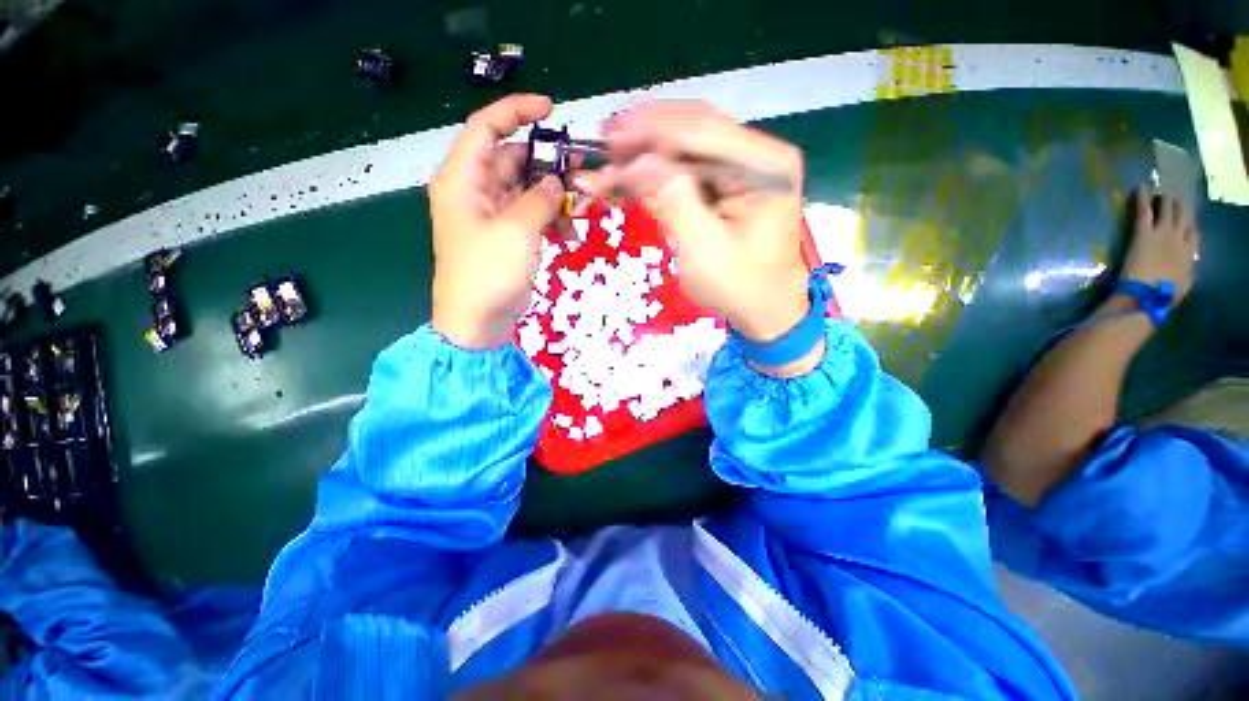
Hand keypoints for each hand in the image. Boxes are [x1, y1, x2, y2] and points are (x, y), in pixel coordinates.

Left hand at [429, 94, 566, 347]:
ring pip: (524, 190)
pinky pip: (529, 216)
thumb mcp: (517, 231)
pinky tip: (567, 233)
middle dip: (545, 164)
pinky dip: (549, 220)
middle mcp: (473, 192)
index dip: (516, 112)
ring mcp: (490, 217)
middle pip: (511, 160)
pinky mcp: (505, 237)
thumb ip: (540, 199)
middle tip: (579, 170)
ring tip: (579, 208)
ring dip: (552, 196)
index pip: (485, 129)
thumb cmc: (489, 274)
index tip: (550, 110)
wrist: (477, 324)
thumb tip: (556, 182)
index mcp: (462, 181)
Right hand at [576, 102, 809, 347]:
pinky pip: (690, 169)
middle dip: (647, 134)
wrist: (765, 309)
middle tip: (605, 139)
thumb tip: (638, 160)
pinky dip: (659, 172)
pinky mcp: (731, 185)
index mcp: (764, 165)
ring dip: (649, 150)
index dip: (651, 130)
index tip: (610, 135)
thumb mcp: (704, 249)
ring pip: (689, 146)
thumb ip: (673, 199)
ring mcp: (746, 168)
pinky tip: (634, 173)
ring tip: (613, 156)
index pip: (701, 132)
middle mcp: (759, 155)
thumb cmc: (739, 287)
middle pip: (694, 129)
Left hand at [1120, 187, 1199, 303]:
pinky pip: (1144, 210)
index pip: (1194, 234)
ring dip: (1166, 198)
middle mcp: (1181, 239)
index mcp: (1191, 255)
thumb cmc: (1164, 296)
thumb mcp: (1184, 284)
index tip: (1188, 219)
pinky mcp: (1145, 233)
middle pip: (1184, 217)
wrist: (1148, 295)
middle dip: (1182, 205)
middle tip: (1178, 194)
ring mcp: (1163, 234)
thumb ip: (1187, 271)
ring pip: (1168, 209)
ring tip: (1164, 188)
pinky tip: (1140, 187)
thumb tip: (1187, 266)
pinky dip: (1143, 198)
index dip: (1190, 225)